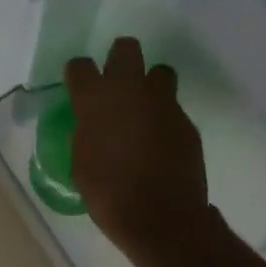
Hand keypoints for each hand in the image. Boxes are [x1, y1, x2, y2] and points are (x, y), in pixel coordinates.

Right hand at [65, 37, 210, 263]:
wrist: (161, 218)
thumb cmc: (108, 194)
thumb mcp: (81, 163)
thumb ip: (86, 133)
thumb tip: (92, 125)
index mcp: (94, 100)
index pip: (80, 66)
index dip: (79, 75)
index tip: (80, 87)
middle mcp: (130, 90)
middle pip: (126, 48)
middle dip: (120, 59)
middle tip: (117, 83)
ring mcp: (163, 103)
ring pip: (159, 72)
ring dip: (150, 85)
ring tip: (145, 111)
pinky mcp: (186, 121)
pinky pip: (173, 108)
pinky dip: (165, 119)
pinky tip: (161, 143)